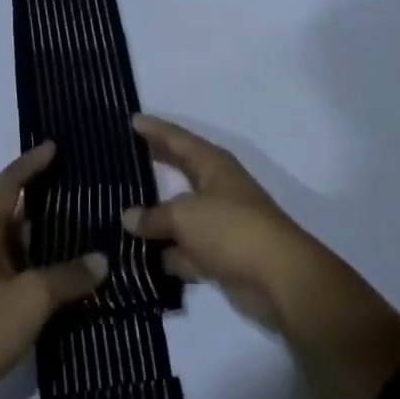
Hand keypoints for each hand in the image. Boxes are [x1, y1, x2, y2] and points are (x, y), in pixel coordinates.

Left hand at [0, 142, 107, 398]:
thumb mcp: (31, 298)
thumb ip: (68, 277)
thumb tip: (102, 260)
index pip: (7, 184)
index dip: (30, 163)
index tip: (54, 147)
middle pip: (11, 212)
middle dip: (41, 198)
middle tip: (76, 188)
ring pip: (15, 246)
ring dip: (42, 237)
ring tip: (79, 230)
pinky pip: (15, 275)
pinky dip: (38, 269)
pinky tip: (62, 281)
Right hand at [121, 114, 325, 333]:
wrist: (280, 279)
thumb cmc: (231, 229)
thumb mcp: (185, 216)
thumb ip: (154, 216)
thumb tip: (128, 218)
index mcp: (212, 164)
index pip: (177, 138)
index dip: (154, 129)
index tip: (131, 119)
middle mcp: (216, 187)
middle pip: (179, 171)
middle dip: (154, 166)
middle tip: (123, 160)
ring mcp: (219, 223)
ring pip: (180, 217)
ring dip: (156, 220)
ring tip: (120, 216)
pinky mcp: (221, 256)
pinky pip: (186, 250)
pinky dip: (168, 255)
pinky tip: (139, 261)